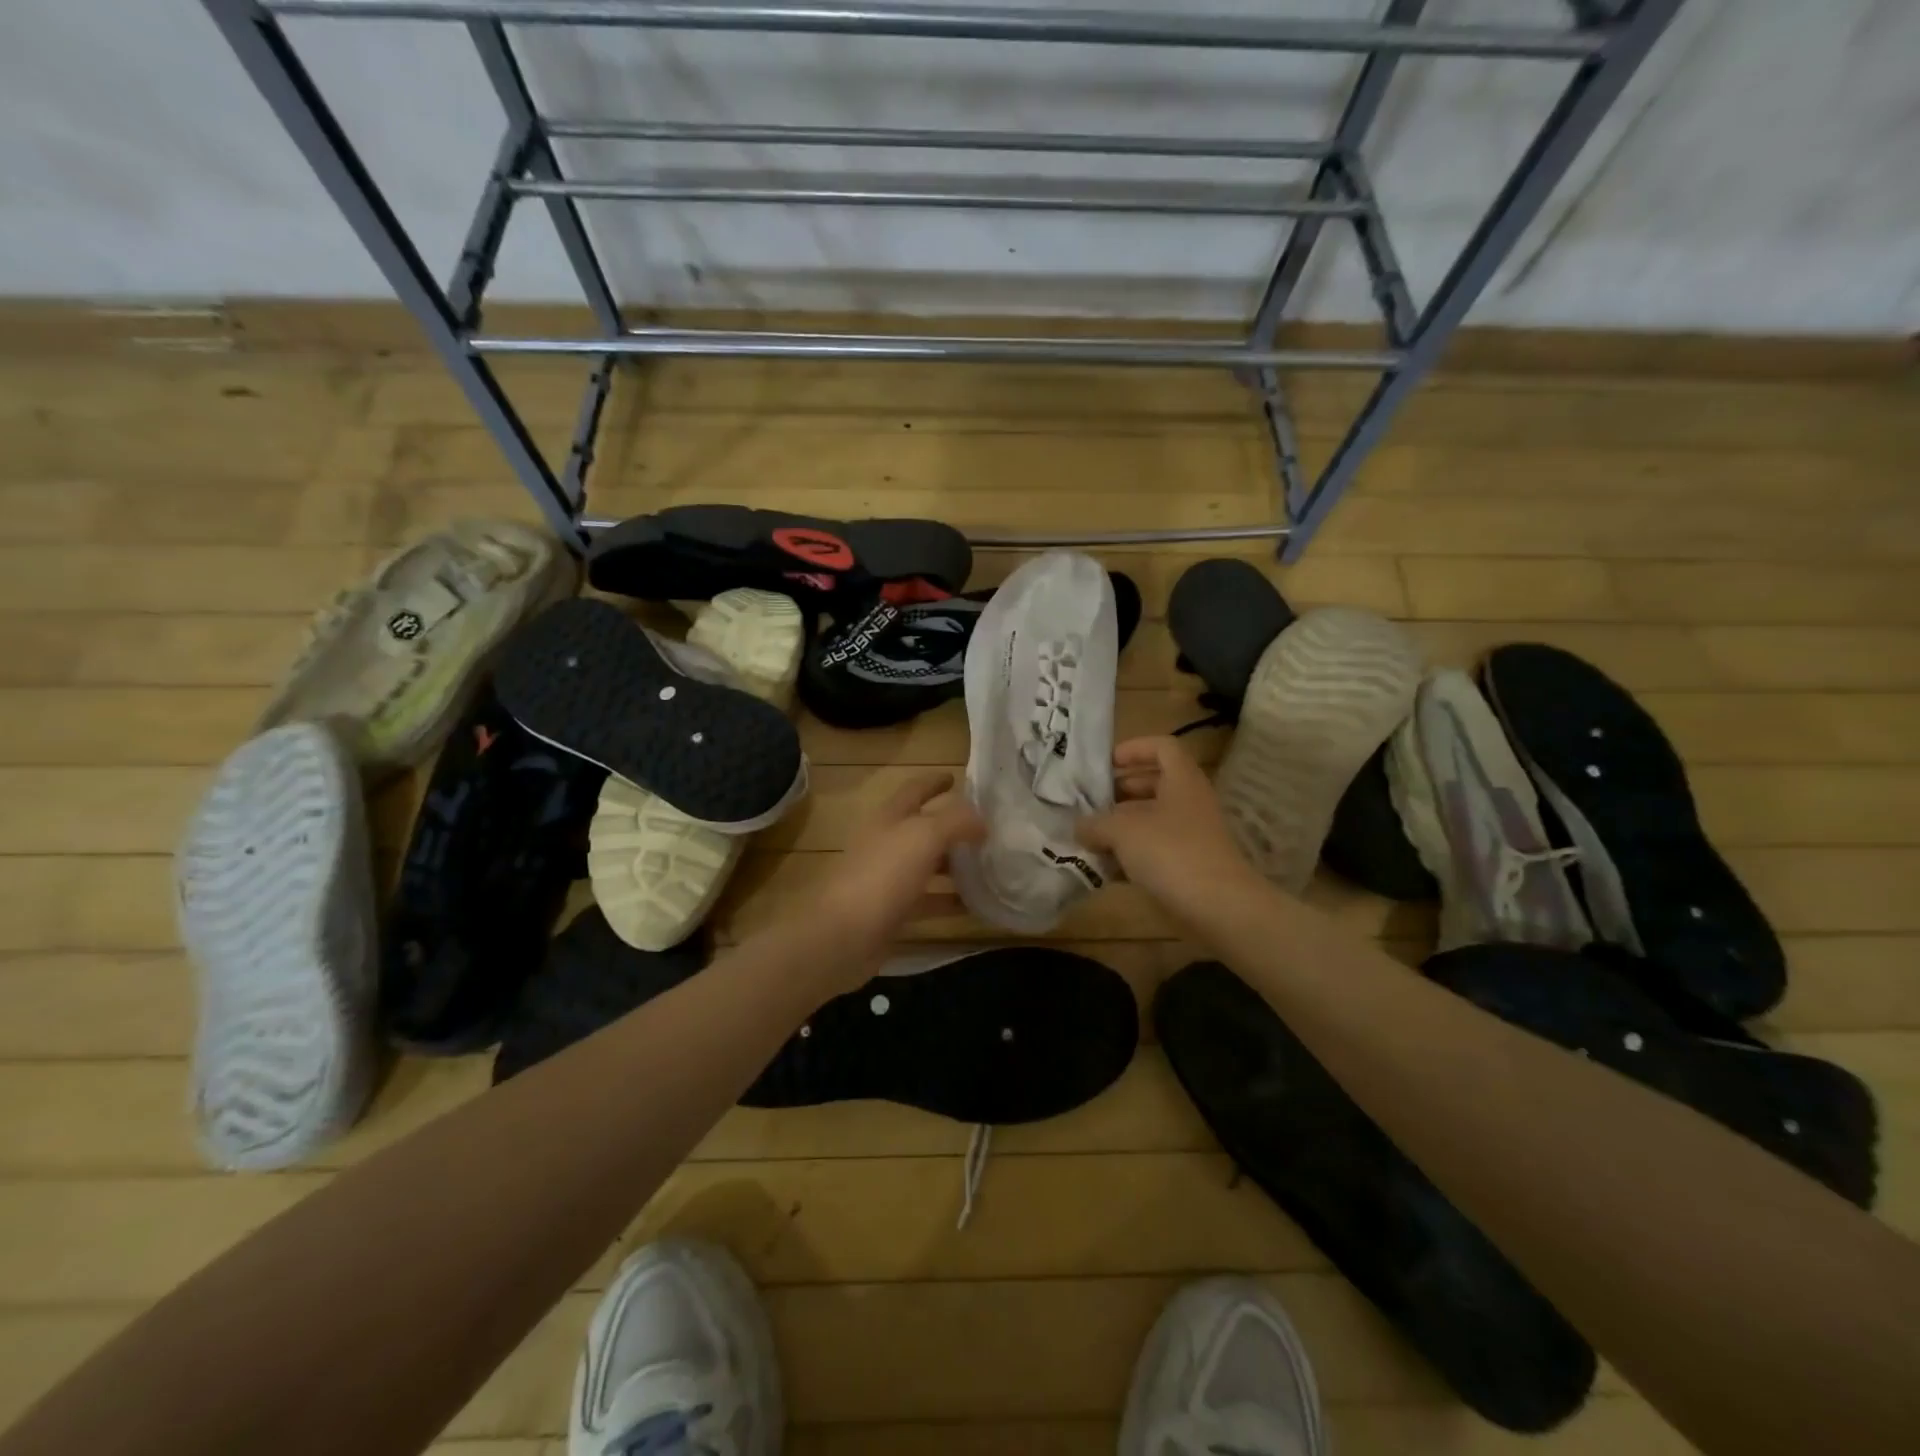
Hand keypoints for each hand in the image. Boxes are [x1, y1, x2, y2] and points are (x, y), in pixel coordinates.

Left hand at [812, 770, 985, 986]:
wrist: (843, 935)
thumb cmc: (882, 875)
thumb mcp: (923, 837)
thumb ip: (956, 822)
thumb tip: (981, 821)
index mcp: (889, 818)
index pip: (914, 790)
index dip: (934, 782)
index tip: (957, 777)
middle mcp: (886, 844)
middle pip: (922, 829)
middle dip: (951, 826)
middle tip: (987, 828)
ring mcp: (888, 880)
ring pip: (927, 866)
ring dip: (954, 865)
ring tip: (989, 865)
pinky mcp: (892, 913)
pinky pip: (927, 901)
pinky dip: (949, 900)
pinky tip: (976, 905)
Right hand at [1077, 736, 1262, 925]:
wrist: (1218, 908)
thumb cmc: (1171, 853)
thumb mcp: (1122, 831)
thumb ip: (1095, 823)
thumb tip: (1080, 827)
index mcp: (1182, 780)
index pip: (1162, 746)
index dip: (1133, 749)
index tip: (1105, 764)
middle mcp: (1189, 802)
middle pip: (1153, 784)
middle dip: (1119, 791)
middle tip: (1088, 802)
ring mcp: (1191, 835)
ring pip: (1151, 819)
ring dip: (1120, 825)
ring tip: (1088, 836)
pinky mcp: (1188, 865)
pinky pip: (1154, 850)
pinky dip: (1130, 854)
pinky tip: (1104, 867)